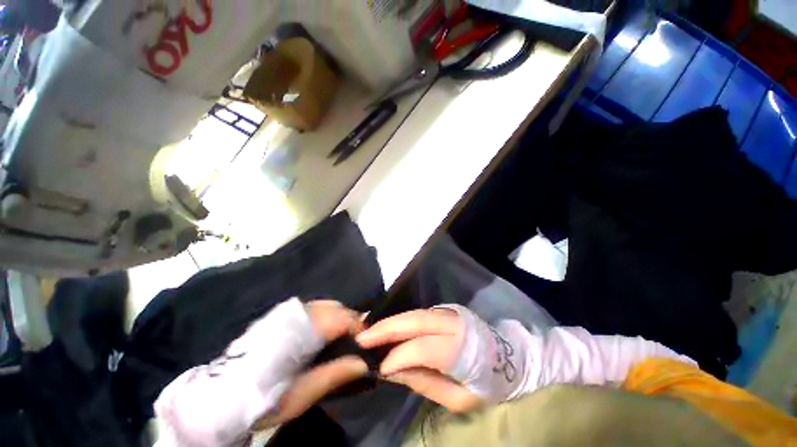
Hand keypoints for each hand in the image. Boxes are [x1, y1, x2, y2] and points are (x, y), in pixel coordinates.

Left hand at [255, 301, 367, 427]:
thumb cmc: (265, 398)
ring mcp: (288, 311)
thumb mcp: (302, 394)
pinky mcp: (280, 314)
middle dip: (349, 321)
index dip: (359, 327)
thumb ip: (335, 374)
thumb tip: (363, 363)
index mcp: (305, 331)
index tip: (365, 342)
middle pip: (336, 307)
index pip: (343, 318)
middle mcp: (299, 314)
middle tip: (353, 341)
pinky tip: (320, 333)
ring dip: (337, 317)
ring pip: (325, 305)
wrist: (221, 396)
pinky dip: (324, 315)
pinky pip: (312, 307)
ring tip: (339, 338)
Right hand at [356, 308, 483, 411]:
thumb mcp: (459, 398)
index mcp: (462, 348)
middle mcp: (454, 323)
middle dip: (386, 328)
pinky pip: (418, 313)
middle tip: (362, 337)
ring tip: (369, 331)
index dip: (399, 356)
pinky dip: (401, 319)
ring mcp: (449, 313)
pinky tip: (388, 327)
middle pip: (415, 320)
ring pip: (414, 313)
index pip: (423, 348)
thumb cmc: (486, 384)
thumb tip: (391, 370)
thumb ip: (425, 382)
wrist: (509, 358)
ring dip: (391, 321)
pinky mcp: (445, 311)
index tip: (379, 367)